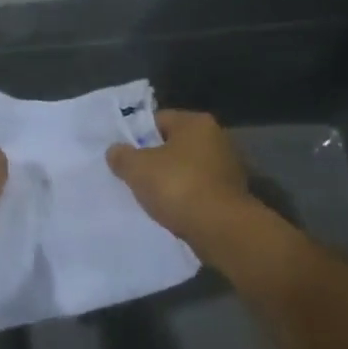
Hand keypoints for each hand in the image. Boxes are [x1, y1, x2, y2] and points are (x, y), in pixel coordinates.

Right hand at [106, 109, 250, 242]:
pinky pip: (199, 189)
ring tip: (150, 197)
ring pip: (187, 168)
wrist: (220, 228)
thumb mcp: (137, 168)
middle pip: (174, 144)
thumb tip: (115, 150)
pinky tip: (171, 210)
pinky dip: (185, 197)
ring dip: (170, 180)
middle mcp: (217, 138)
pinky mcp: (231, 193)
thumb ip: (122, 155)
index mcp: (196, 122)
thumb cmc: (177, 186)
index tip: (124, 155)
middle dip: (154, 160)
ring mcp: (228, 166)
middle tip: (133, 176)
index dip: (137, 136)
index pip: (158, 120)